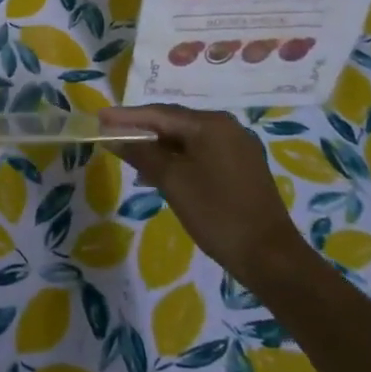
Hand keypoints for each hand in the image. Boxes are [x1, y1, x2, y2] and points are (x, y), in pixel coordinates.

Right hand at [100, 104, 307, 282]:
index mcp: (211, 124)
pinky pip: (202, 153)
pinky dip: (179, 159)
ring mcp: (238, 148)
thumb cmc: (217, 213)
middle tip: (111, 135)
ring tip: (131, 157)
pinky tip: (161, 174)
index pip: (159, 113)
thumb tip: (113, 137)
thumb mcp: (172, 181)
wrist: (271, 258)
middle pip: (175, 123)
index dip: (127, 116)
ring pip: (188, 140)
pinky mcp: (243, 168)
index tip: (100, 117)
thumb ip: (141, 154)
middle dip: (142, 130)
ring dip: (159, 147)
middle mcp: (227, 127)